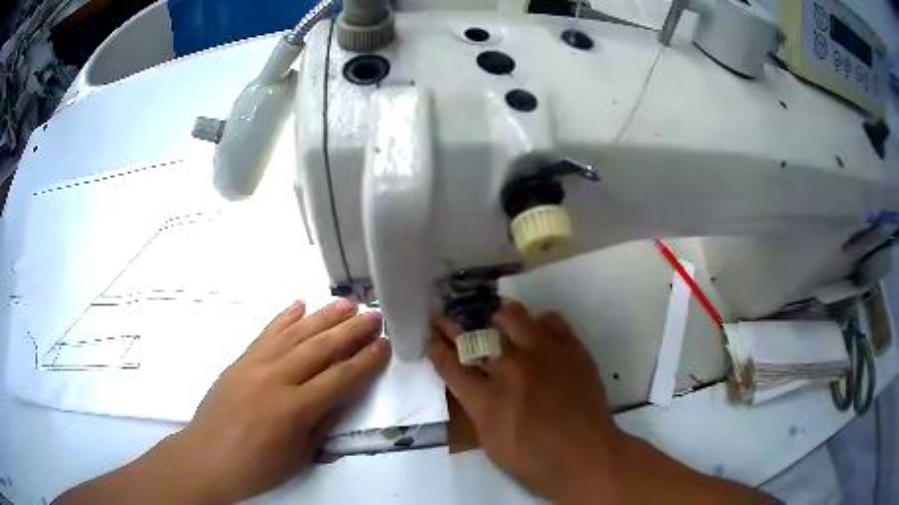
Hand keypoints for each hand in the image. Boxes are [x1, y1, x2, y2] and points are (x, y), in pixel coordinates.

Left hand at [56, 299, 390, 503]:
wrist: (207, 458)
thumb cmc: (256, 467)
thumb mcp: (298, 456)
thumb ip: (321, 423)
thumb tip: (340, 396)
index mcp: (294, 409)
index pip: (340, 378)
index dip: (366, 361)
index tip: (384, 344)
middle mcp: (276, 378)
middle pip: (320, 348)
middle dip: (352, 331)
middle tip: (374, 314)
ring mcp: (254, 364)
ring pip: (295, 334)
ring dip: (323, 316)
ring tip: (346, 303)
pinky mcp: (239, 360)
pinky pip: (265, 333)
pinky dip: (283, 317)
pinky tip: (299, 304)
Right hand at [426, 300, 622, 501]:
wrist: (587, 457)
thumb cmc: (535, 462)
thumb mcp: (492, 444)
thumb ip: (478, 409)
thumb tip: (473, 386)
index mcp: (487, 400)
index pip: (451, 365)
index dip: (436, 347)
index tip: (430, 337)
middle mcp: (511, 370)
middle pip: (475, 336)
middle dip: (453, 325)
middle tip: (446, 318)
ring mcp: (544, 355)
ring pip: (513, 316)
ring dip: (497, 317)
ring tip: (495, 320)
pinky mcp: (572, 350)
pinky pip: (552, 320)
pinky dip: (539, 323)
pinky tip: (538, 332)